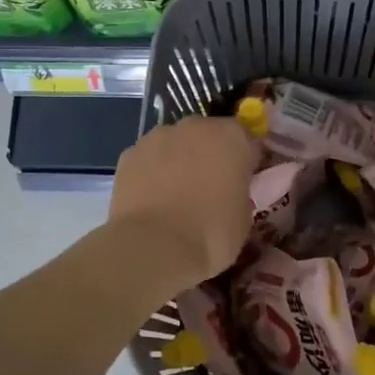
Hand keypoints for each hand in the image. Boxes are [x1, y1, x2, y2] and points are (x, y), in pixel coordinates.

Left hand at [110, 115, 259, 295]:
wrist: (154, 247)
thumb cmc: (211, 234)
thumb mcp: (244, 216)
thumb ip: (239, 191)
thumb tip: (229, 191)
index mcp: (231, 137)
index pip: (246, 139)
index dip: (245, 160)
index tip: (242, 181)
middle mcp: (195, 126)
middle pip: (207, 135)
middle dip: (209, 155)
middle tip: (208, 189)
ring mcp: (158, 136)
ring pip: (174, 143)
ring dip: (178, 160)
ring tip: (174, 196)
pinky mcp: (129, 154)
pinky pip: (148, 159)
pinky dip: (151, 172)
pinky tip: (150, 200)